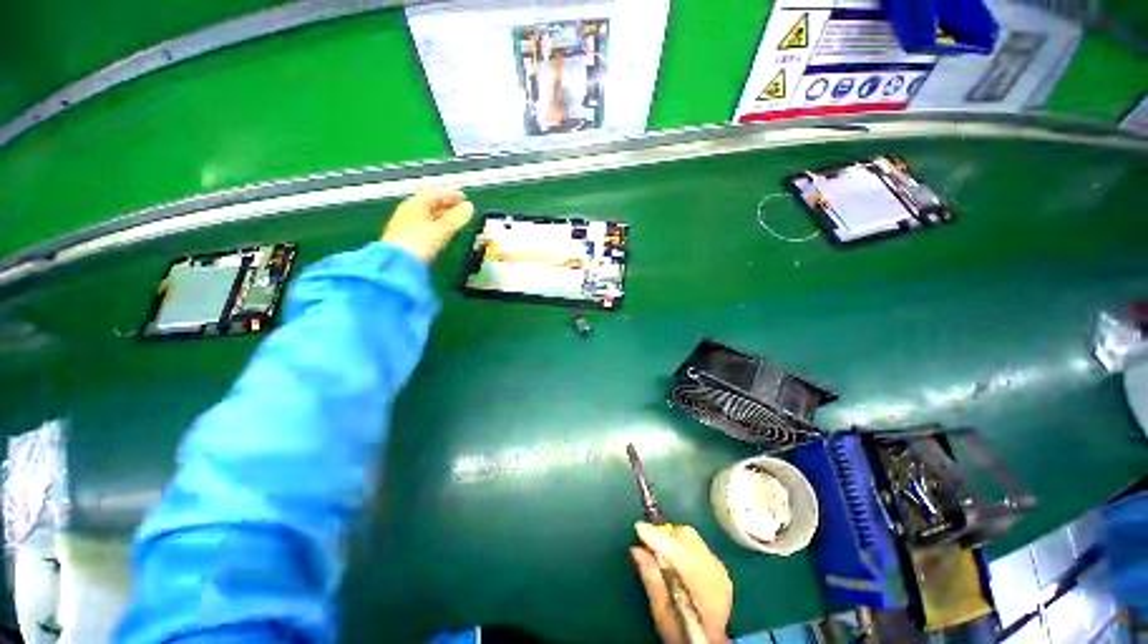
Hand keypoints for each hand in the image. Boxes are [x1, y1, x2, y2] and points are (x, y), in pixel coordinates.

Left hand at [381, 187, 474, 262]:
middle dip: (445, 204)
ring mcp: (407, 227)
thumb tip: (469, 207)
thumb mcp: (440, 229)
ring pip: (427, 216)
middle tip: (459, 207)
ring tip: (454, 219)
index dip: (449, 194)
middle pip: (429, 204)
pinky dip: (436, 226)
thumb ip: (455, 218)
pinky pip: (425, 227)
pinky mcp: (408, 240)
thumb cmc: (418, 243)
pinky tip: (443, 232)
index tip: (462, 197)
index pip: (433, 194)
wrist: (397, 264)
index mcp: (414, 205)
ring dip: (442, 216)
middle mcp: (408, 213)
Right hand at [631, 522, 732, 643]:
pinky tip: (676, 561)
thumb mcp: (662, 614)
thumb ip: (651, 580)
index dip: (657, 537)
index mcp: (703, 589)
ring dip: (673, 539)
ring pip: (692, 538)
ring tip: (660, 554)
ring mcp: (721, 570)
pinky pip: (697, 545)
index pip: (679, 553)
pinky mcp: (721, 568)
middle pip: (687, 537)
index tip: (638, 528)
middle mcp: (715, 573)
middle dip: (665, 535)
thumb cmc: (683, 634)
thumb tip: (636, 549)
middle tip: (648, 545)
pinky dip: (682, 546)